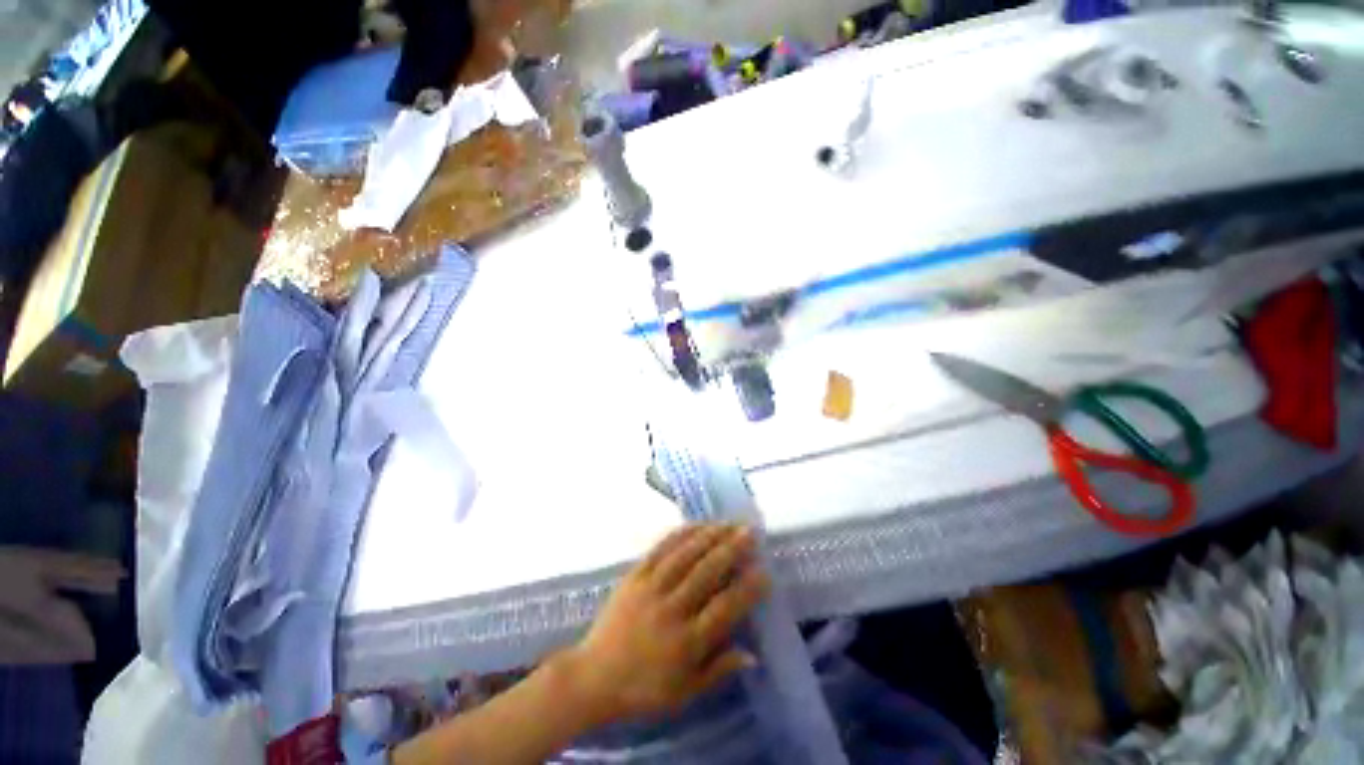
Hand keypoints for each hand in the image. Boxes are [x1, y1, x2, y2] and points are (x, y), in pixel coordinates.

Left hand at [564, 524, 769, 723]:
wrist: (593, 677)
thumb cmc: (643, 689)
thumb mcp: (685, 693)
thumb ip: (719, 670)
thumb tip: (753, 654)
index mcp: (686, 642)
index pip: (724, 609)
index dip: (746, 588)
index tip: (764, 571)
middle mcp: (671, 610)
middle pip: (706, 572)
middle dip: (732, 549)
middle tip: (751, 532)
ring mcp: (650, 588)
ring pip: (685, 555)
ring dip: (710, 535)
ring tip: (729, 523)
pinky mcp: (634, 575)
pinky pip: (660, 549)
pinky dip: (680, 534)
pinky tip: (696, 525)